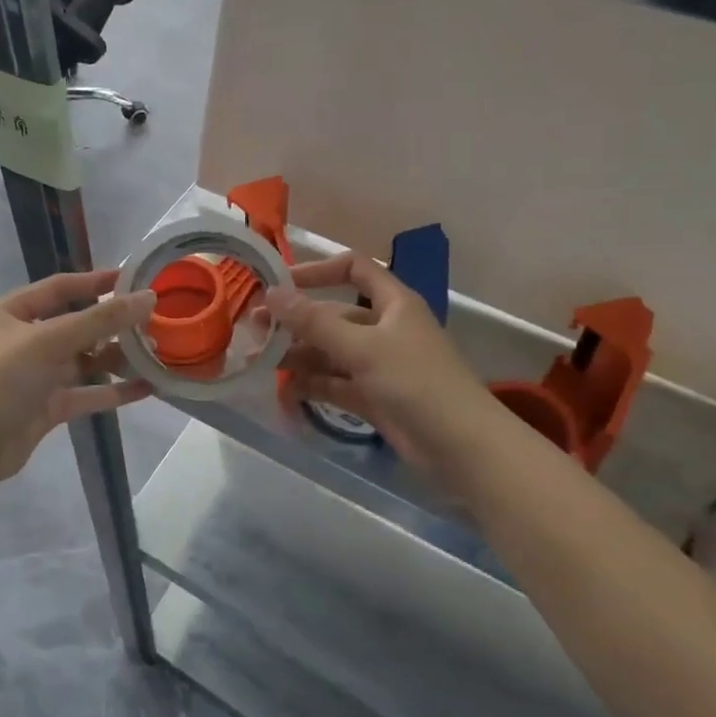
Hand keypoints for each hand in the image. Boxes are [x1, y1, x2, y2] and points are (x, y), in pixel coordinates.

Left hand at [0, 269, 155, 485]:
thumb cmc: (3, 379)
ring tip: (154, 353)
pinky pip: (85, 393)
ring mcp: (34, 376)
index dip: (95, 282)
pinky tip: (146, 387)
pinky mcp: (47, 407)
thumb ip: (101, 319)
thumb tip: (148, 298)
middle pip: (74, 325)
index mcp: (9, 313)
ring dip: (115, 357)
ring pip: (82, 361)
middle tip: (151, 320)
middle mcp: (21, 341)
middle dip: (112, 324)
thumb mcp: (50, 340)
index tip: (132, 278)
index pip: (58, 288)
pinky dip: (113, 391)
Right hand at [265, 253, 492, 475]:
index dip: (318, 270)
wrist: (461, 448)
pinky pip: (335, 384)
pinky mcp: (374, 398)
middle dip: (296, 322)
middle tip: (254, 331)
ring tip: (259, 363)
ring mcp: (379, 365)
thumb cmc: (416, 382)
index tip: (280, 285)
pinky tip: (283, 392)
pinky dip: (311, 386)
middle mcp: (385, 328)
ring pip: (330, 352)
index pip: (354, 268)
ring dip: (298, 355)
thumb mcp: (362, 347)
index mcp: (393, 303)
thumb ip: (314, 321)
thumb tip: (272, 292)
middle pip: (334, 314)